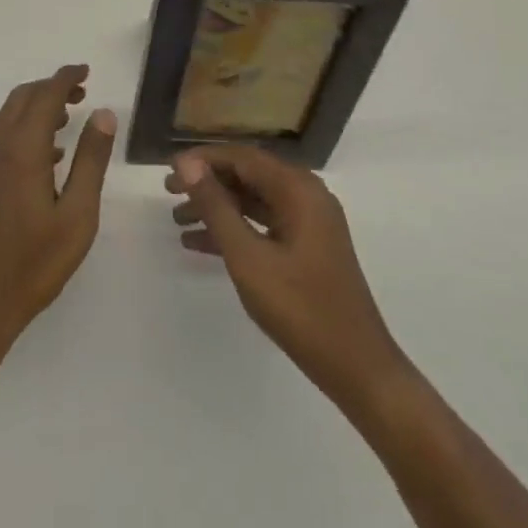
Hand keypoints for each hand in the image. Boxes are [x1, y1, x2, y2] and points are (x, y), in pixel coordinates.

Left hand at [0, 64, 116, 353]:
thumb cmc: (33, 263)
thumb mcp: (77, 215)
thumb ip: (91, 160)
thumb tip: (102, 113)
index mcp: (22, 148)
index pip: (45, 95)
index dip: (66, 78)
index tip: (86, 71)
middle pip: (23, 98)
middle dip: (51, 88)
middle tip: (81, 92)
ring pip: (8, 115)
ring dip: (35, 107)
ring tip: (67, 119)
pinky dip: (22, 128)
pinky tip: (46, 156)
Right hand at [170, 145, 402, 405]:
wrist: (359, 370)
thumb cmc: (301, 310)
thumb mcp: (249, 258)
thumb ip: (217, 207)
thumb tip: (187, 164)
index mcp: (298, 190)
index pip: (242, 158)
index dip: (203, 160)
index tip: (169, 170)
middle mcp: (306, 196)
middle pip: (248, 175)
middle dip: (207, 182)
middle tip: (168, 192)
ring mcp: (309, 222)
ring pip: (253, 201)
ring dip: (217, 207)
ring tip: (178, 219)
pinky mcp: (307, 247)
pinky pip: (263, 224)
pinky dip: (235, 230)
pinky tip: (199, 244)